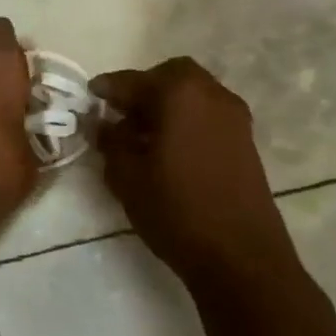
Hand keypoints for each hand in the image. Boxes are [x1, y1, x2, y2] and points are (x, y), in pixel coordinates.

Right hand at [91, 59, 302, 294]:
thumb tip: (101, 123)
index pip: (132, 81)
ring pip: (193, 94)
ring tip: (143, 136)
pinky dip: (186, 120)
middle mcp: (211, 94)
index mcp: (179, 93)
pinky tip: (169, 150)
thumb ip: (110, 141)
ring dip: (167, 104)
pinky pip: (207, 114)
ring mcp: (234, 117)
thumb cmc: (177, 210)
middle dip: (143, 89)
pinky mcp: (246, 141)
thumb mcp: (127, 176)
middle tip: (121, 114)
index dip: (106, 89)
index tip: (89, 98)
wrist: (242, 259)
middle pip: (171, 76)